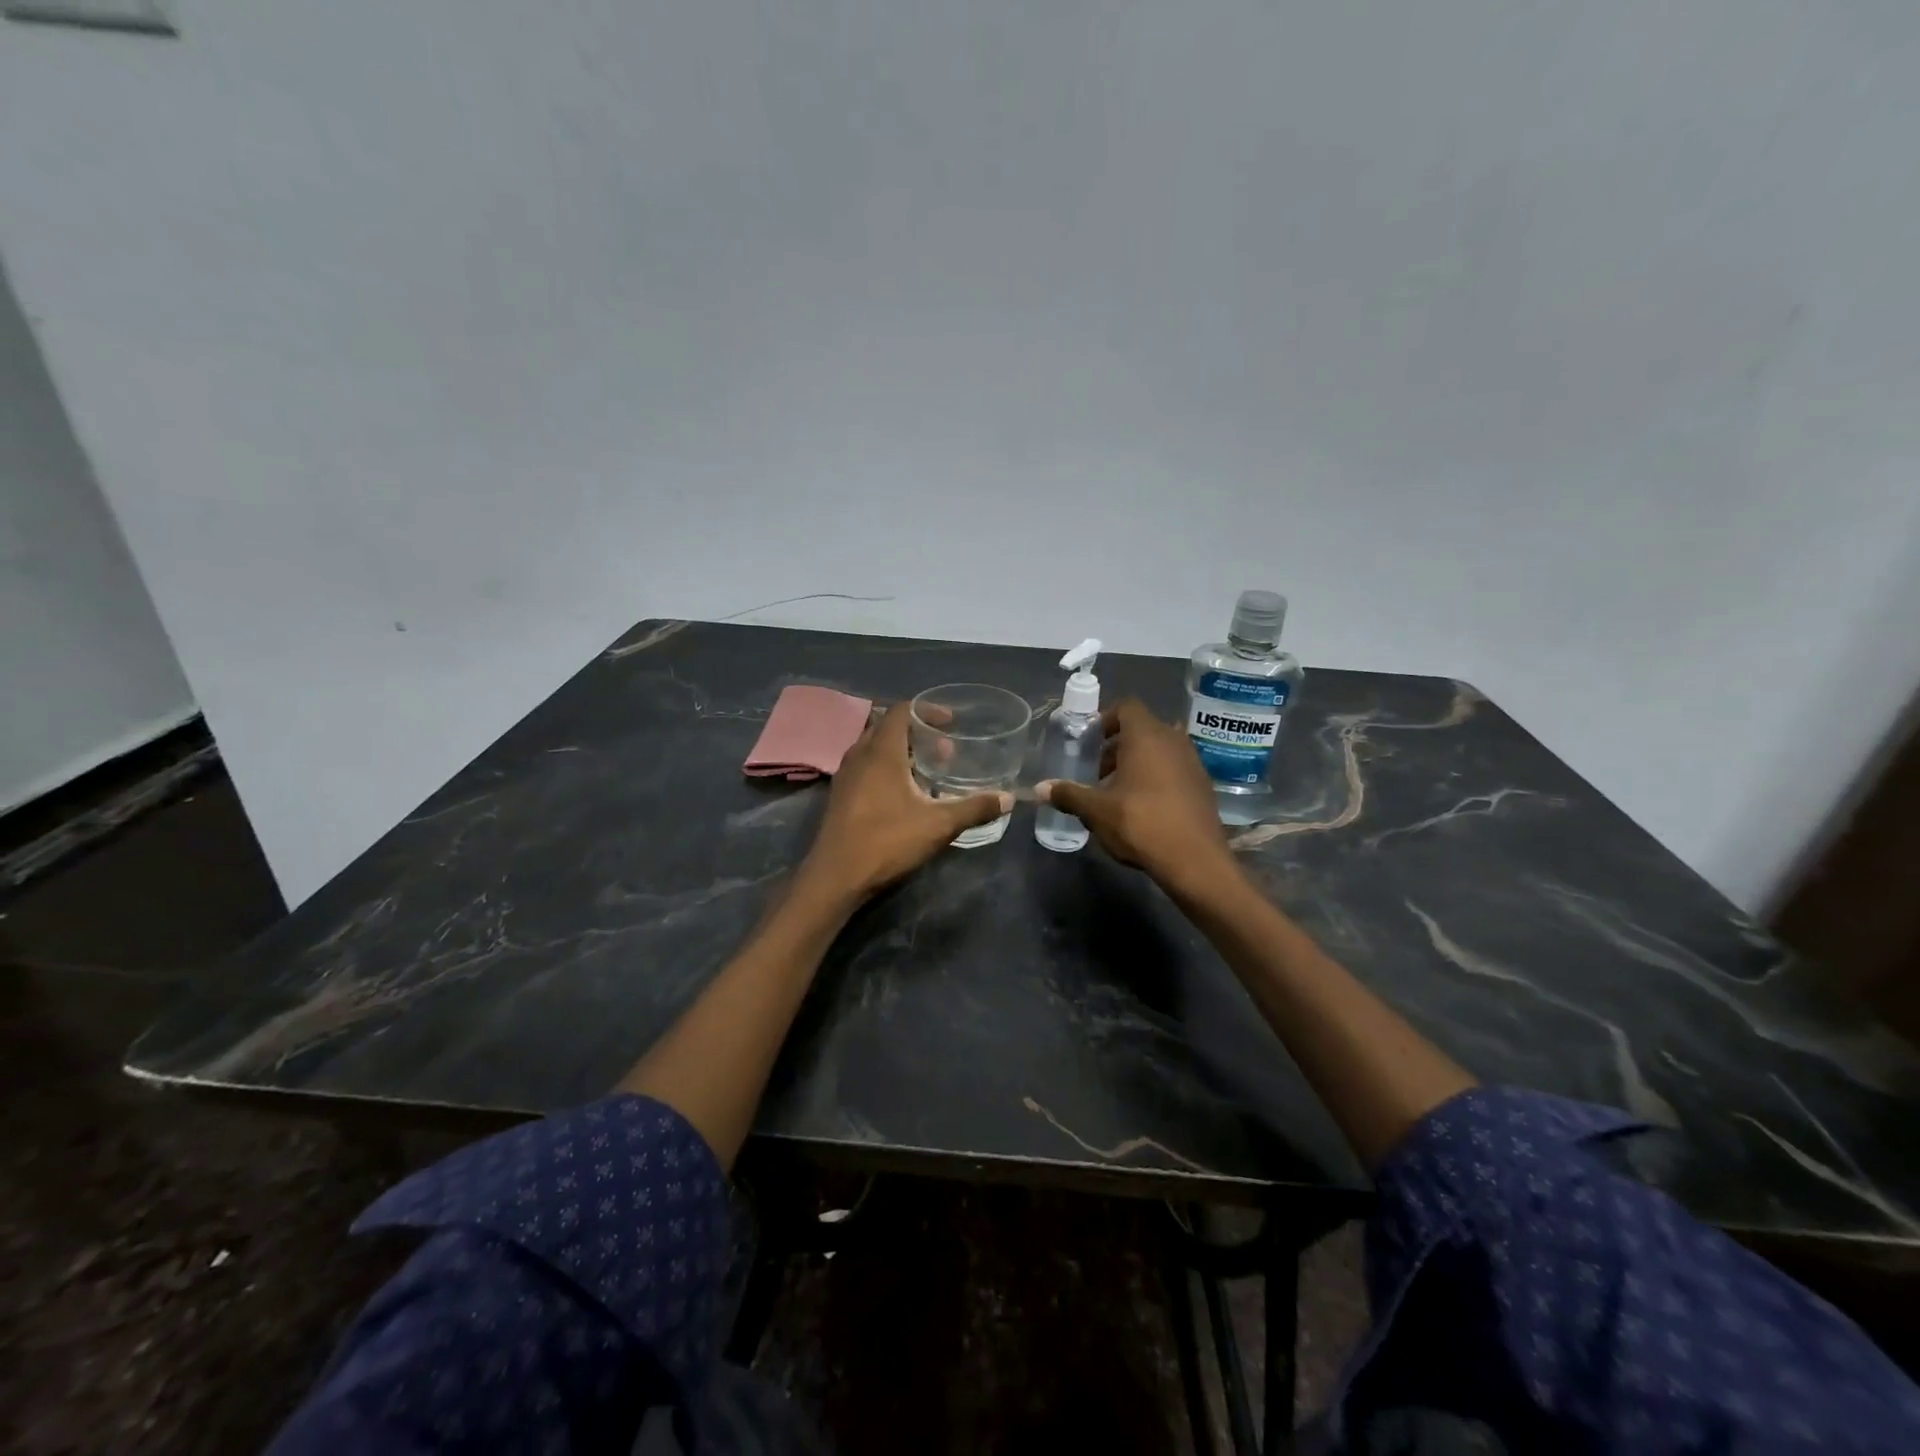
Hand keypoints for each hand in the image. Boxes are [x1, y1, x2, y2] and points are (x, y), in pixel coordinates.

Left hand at [798, 702, 1010, 901]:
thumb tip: (1007, 798)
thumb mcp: (938, 824)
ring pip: (875, 749)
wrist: (835, 877)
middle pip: (888, 727)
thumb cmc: (886, 841)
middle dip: (917, 732)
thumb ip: (974, 808)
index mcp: (881, 751)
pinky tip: (904, 795)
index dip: (927, 710)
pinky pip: (865, 767)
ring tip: (927, 771)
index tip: (950, 723)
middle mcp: (859, 755)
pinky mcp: (840, 796)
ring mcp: (846, 776)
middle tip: (943, 750)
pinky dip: (886, 768)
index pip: (901, 710)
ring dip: (901, 752)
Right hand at [1037, 698, 1235, 891]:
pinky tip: (1142, 807)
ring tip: (1116, 791)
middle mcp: (1173, 740)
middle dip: (1116, 747)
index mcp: (1146, 736)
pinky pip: (1174, 769)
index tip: (1089, 741)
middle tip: (1097, 771)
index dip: (1105, 719)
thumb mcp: (1097, 811)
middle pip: (1141, 729)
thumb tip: (1040, 788)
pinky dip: (1156, 778)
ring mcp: (1192, 762)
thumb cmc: (1141, 823)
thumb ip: (1069, 794)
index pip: (1126, 707)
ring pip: (1159, 750)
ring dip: (1137, 763)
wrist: (1196, 860)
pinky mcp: (1202, 785)